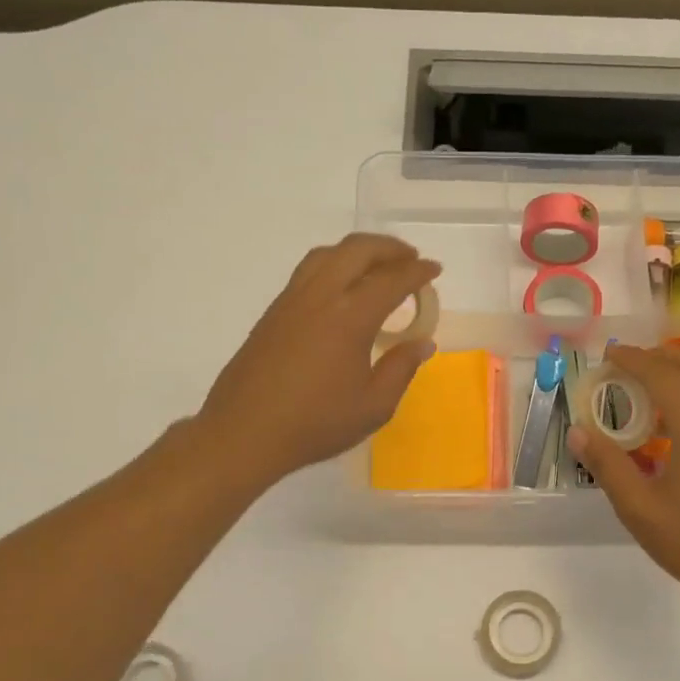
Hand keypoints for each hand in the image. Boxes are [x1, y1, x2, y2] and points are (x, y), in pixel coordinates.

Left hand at [194, 234, 438, 489]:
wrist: (245, 432)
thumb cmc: (315, 423)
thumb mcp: (373, 406)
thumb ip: (401, 369)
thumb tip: (422, 343)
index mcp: (350, 317)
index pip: (391, 279)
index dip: (417, 271)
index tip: (434, 270)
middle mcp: (320, 296)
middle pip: (357, 250)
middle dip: (389, 248)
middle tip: (410, 260)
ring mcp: (292, 300)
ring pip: (328, 254)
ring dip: (358, 251)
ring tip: (377, 267)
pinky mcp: (274, 311)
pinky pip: (309, 271)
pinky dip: (334, 265)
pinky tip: (342, 290)